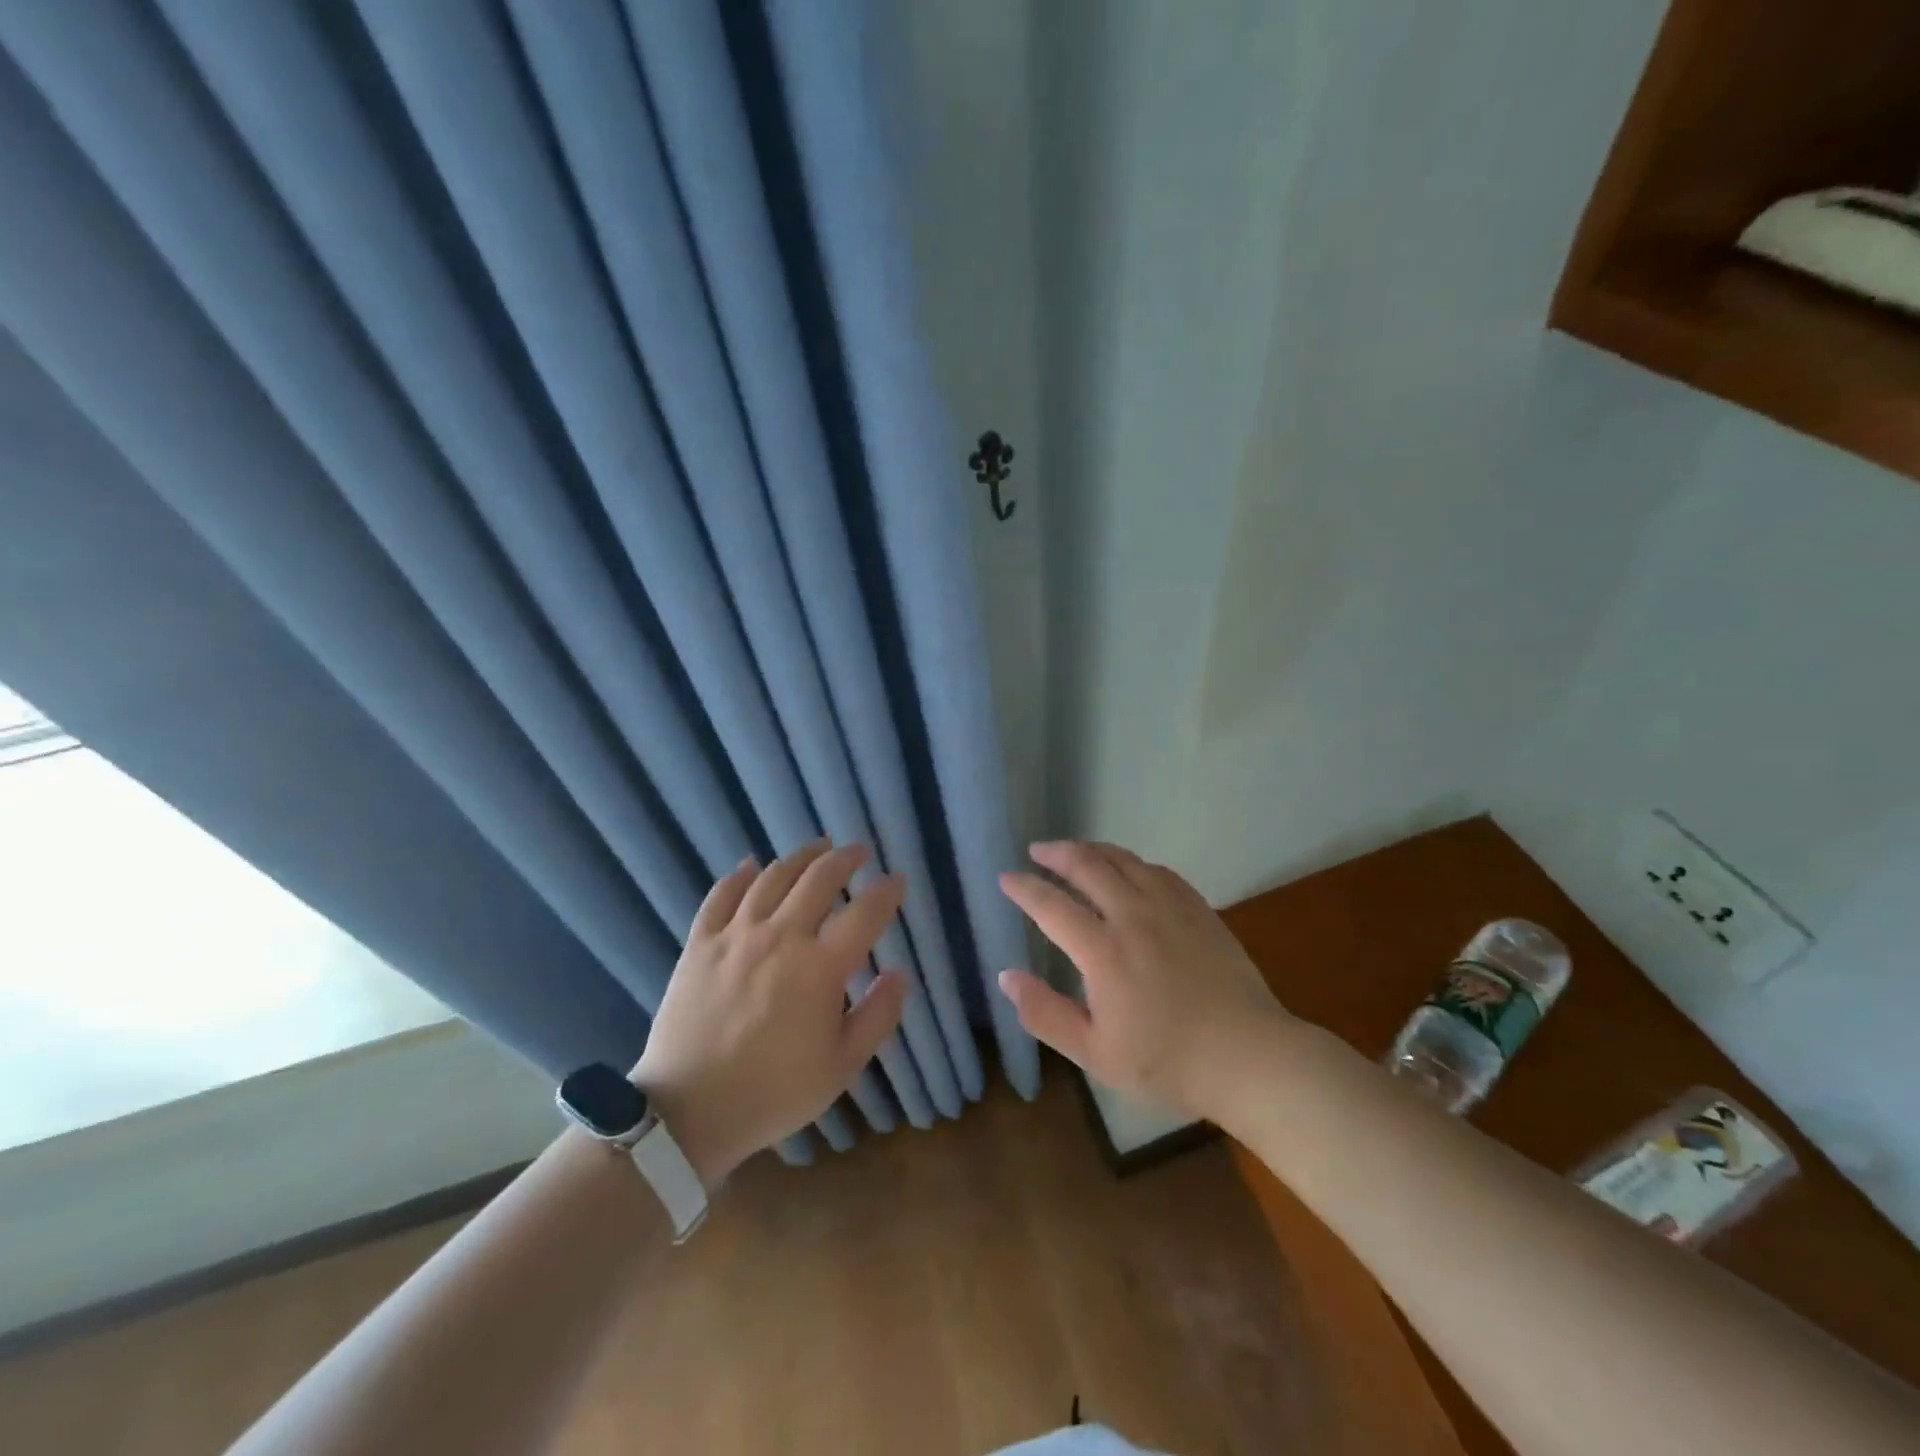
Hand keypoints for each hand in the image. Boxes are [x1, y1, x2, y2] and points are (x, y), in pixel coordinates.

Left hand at [633, 840, 907, 1187]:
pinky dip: (740, 875)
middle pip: (819, 879)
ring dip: (801, 857)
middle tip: (859, 851)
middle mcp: (781, 937)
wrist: (689, 1112)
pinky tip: (751, 865)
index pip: (864, 912)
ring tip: (818, 848)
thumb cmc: (774, 1092)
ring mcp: (736, 935)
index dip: (886, 892)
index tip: (897, 881)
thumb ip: (878, 1016)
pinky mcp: (700, 943)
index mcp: (820, 967)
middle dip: (845, 859)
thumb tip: (900, 973)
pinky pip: (721, 895)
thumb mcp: (841, 1066)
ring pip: (773, 877)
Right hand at [998, 841, 1289, 1119]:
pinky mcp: (1199, 909)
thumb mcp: (1095, 1054)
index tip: (1006, 878)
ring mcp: (1170, 907)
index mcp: (1103, 951)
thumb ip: (1045, 1014)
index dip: (1024, 888)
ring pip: (1124, 860)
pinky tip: (1130, 869)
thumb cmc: (1167, 1063)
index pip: (1051, 906)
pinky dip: (1133, 862)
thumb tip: (1006, 976)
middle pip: (1088, 866)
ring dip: (1093, 849)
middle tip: (1036, 850)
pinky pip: (1159, 870)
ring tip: (1075, 851)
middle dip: (1056, 853)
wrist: (1249, 1056)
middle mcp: (1133, 916)